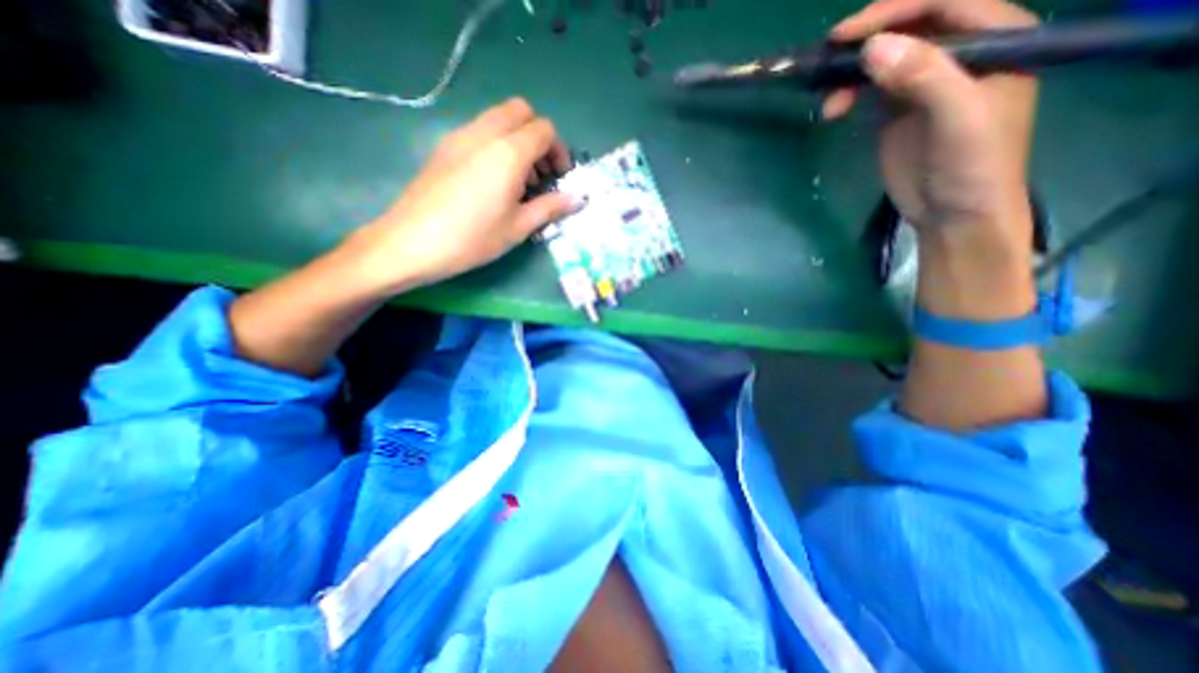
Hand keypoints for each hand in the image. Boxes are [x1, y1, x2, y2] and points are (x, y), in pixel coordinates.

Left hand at [342, 98, 579, 294]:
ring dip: (517, 139)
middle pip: (521, 111)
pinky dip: (496, 144)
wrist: (411, 243)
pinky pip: (479, 131)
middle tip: (541, 173)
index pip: (544, 130)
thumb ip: (550, 207)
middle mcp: (484, 134)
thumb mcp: (518, 228)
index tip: (560, 178)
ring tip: (519, 182)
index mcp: (507, 153)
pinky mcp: (444, 147)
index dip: (559, 151)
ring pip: (498, 118)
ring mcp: (460, 137)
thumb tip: (577, 198)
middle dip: (538, 137)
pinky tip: (493, 181)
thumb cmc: (472, 239)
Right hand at [827, 0, 1039, 255]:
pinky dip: (849, 95)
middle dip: (867, 42)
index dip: (894, 12)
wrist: (953, 213)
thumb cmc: (972, 164)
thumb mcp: (957, 117)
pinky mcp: (897, 112)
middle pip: (908, 28)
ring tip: (829, 103)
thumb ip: (924, 76)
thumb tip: (874, 47)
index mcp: (994, 39)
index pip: (943, 3)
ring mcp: (923, 84)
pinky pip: (870, 91)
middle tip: (829, 62)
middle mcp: (958, 54)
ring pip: (883, 61)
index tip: (847, 34)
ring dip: (851, 76)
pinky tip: (834, 109)